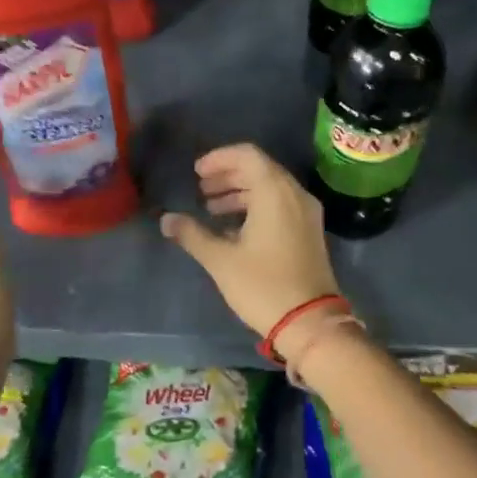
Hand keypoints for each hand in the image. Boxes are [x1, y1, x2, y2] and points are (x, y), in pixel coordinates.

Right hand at [160, 144, 341, 354]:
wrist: (310, 322)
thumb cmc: (263, 286)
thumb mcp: (221, 260)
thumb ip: (192, 235)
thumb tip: (166, 220)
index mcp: (275, 192)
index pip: (247, 155)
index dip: (219, 158)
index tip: (196, 172)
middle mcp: (295, 195)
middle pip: (260, 169)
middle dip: (228, 175)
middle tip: (201, 189)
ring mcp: (307, 213)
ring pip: (271, 187)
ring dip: (241, 192)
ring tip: (212, 208)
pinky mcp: (310, 231)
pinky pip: (281, 204)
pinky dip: (257, 206)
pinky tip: (234, 227)